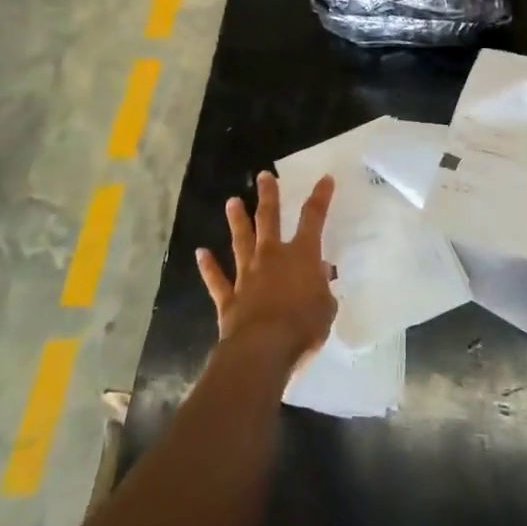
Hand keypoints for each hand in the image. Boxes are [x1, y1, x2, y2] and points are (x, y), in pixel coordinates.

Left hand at [197, 172, 336, 371]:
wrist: (262, 349)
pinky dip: (208, 266)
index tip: (325, 178)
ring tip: (232, 201)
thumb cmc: (303, 327)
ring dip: (237, 221)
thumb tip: (320, 274)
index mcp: (301, 256)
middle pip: (269, 219)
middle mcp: (272, 257)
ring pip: (241, 241)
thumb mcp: (326, 307)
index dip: (320, 197)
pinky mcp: (229, 298)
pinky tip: (201, 253)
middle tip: (263, 175)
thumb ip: (323, 289)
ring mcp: (247, 275)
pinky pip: (217, 279)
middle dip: (268, 196)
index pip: (313, 218)